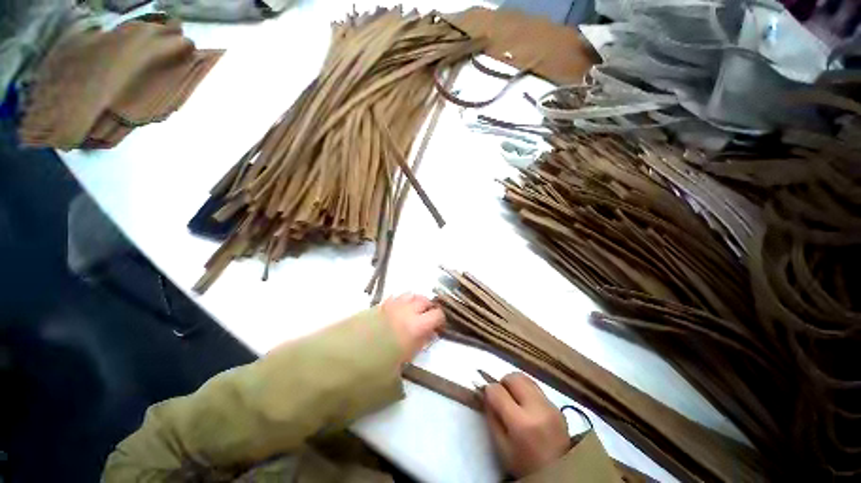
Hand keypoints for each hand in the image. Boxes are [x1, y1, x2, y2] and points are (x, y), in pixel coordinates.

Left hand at [381, 293, 444, 363]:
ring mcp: (393, 305)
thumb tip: (429, 334)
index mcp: (416, 326)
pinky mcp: (381, 305)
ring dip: (415, 301)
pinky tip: (398, 311)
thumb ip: (421, 343)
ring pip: (411, 294)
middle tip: (427, 318)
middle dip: (429, 308)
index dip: (440, 320)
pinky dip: (401, 301)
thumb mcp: (406, 360)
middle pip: (425, 300)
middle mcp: (407, 311)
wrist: (349, 358)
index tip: (438, 327)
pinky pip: (396, 297)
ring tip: (413, 312)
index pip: (437, 314)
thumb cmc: (379, 366)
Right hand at [483, 373, 569, 477]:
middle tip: (500, 396)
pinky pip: (536, 389)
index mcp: (521, 423)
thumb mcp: (501, 446)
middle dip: (503, 383)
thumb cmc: (524, 465)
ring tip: (513, 399)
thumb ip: (491, 417)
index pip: (497, 390)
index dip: (488, 390)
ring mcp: (550, 406)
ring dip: (515, 385)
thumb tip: (485, 393)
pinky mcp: (557, 406)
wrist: (558, 475)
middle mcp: (537, 409)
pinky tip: (527, 407)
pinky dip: (527, 392)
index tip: (486, 396)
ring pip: (526, 379)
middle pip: (514, 377)